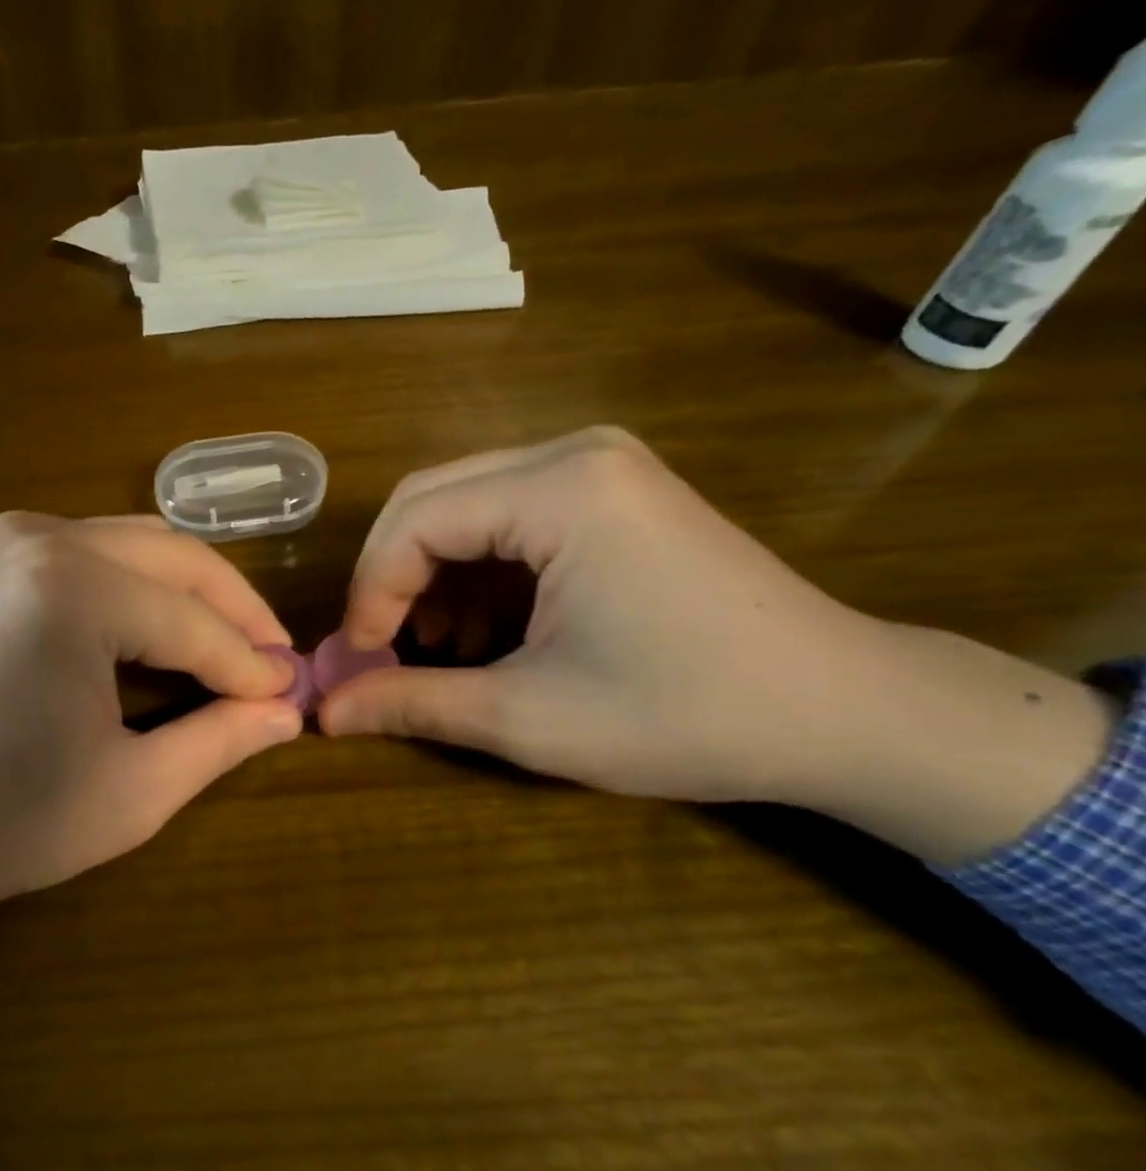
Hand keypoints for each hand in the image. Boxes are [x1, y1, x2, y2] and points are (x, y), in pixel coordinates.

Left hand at [0, 513, 302, 990]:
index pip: (196, 623)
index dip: (252, 665)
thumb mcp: (127, 794)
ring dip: (192, 594)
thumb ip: (217, 741)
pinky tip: (161, 633)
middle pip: (177, 558)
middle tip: (273, 666)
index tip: (294, 696)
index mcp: (75, 590)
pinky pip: (97, 554)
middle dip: (236, 611)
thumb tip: (287, 710)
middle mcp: (44, 537)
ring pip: (140, 545)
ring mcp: (11, 536)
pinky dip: (142, 588)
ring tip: (229, 651)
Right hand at [323, 428, 1116, 861]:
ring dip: (430, 576)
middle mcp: (574, 452)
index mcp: (559, 490)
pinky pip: (508, 516)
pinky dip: (476, 571)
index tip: (358, 663)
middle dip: (391, 579)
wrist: (845, 712)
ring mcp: (599, 466)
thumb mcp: (530, 717)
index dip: (369, 594)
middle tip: (379, 650)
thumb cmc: (687, 715)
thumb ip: (414, 704)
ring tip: (434, 650)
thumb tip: (325, 713)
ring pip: (463, 506)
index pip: (414, 522)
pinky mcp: (612, 492)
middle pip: (430, 500)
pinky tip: (482, 630)